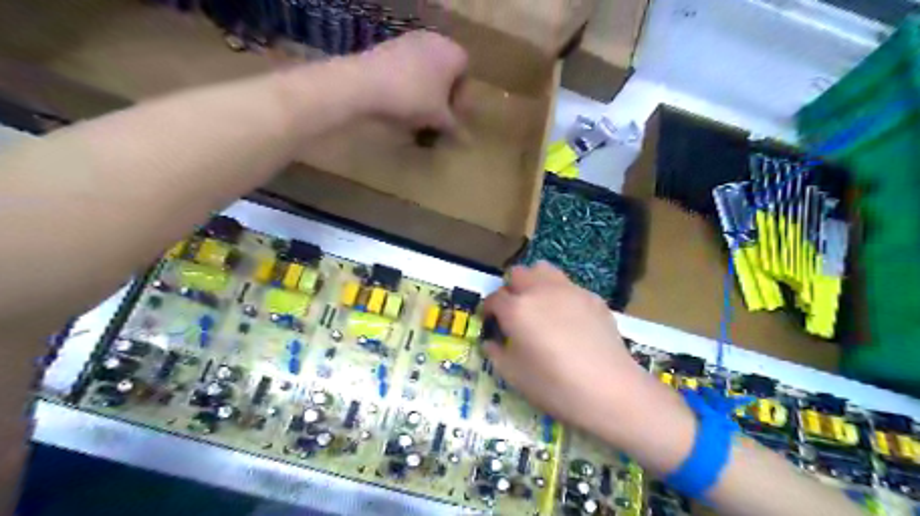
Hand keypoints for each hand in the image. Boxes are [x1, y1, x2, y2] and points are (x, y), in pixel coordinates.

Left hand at [353, 30, 467, 130]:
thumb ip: (453, 126)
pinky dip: (406, 89)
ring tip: (415, 120)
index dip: (460, 103)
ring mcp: (409, 41)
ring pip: (423, 74)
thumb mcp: (439, 118)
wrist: (366, 83)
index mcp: (454, 53)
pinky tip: (398, 108)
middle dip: (440, 100)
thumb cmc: (414, 98)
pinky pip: (405, 71)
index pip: (465, 79)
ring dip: (423, 96)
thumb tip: (463, 138)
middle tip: (435, 121)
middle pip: (443, 76)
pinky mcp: (387, 47)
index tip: (451, 121)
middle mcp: (435, 41)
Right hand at [483, 265, 645, 433]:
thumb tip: (491, 341)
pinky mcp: (592, 297)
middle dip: (510, 289)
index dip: (488, 309)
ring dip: (535, 282)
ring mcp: (569, 290)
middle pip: (518, 273)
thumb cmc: (554, 385)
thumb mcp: (514, 376)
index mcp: (517, 309)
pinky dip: (560, 295)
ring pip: (544, 270)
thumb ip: (495, 353)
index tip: (490, 322)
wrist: (610, 389)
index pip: (494, 298)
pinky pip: (568, 286)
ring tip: (539, 306)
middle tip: (514, 312)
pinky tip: (568, 319)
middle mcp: (540, 290)